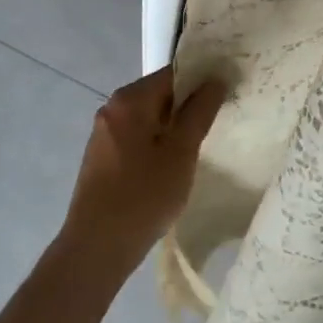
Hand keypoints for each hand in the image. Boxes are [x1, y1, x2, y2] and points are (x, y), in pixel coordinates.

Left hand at [59, 68, 225, 272]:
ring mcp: (104, 133)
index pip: (173, 73)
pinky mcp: (102, 156)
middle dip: (188, 105)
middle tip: (218, 122)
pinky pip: (137, 136)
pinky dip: (156, 142)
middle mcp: (112, 108)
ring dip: (173, 127)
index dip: (202, 80)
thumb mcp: (181, 152)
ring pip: (149, 117)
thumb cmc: (143, 196)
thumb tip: (215, 80)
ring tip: (199, 145)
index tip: (226, 93)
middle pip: (160, 93)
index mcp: (130, 99)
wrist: (96, 248)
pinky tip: (172, 165)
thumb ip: (200, 112)